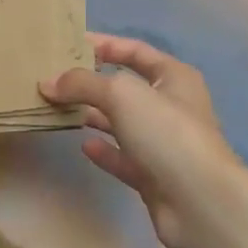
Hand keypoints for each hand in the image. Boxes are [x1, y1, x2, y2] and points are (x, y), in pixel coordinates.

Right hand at [40, 35, 244, 247]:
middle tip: (55, 80)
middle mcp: (171, 106)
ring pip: (122, 122)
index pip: (135, 50)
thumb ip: (83, 83)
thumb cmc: (166, 131)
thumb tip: (48, 82)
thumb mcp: (122, 94)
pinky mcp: (155, 176)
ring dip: (94, 116)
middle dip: (92, 83)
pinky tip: (84, 146)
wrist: (200, 203)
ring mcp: (164, 143)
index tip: (69, 45)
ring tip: (59, 110)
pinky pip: (124, 157)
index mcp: (174, 77)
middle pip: (126, 87)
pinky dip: (105, 150)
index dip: (104, 44)